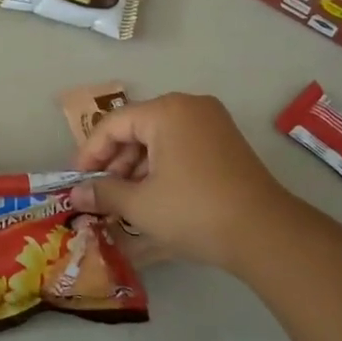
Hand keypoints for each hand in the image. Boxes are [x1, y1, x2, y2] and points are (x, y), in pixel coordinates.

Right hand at [68, 93, 298, 270]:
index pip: (114, 124)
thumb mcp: (141, 204)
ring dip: (137, 167)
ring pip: (159, 138)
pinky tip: (152, 196)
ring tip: (123, 199)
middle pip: (137, 128)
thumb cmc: (194, 211)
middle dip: (115, 161)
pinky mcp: (226, 143)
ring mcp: (212, 123)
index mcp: (166, 111)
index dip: (90, 152)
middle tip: (100, 192)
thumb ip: (104, 193)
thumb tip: (76, 194)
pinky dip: (162, 166)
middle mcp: (189, 106)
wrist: (265, 233)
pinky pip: (181, 145)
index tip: (77, 179)